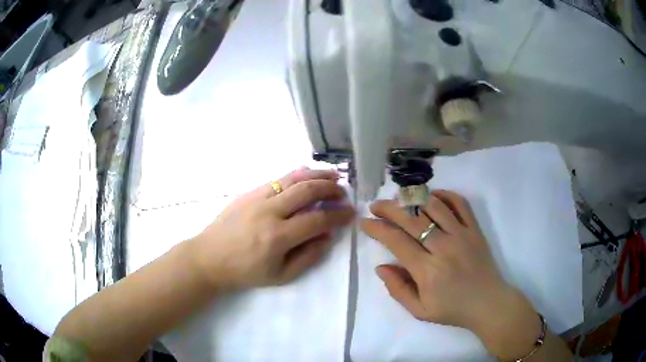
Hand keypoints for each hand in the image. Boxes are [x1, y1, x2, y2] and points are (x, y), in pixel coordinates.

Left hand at [190, 167, 354, 288]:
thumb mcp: (281, 276)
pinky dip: (296, 174)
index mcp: (278, 237)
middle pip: (307, 191)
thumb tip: (328, 236)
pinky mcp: (248, 192)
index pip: (317, 219)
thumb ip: (308, 256)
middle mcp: (269, 212)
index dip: (338, 215)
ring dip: (316, 174)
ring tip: (333, 174)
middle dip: (330, 188)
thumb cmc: (245, 272)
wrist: (209, 257)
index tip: (350, 212)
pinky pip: (276, 179)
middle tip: (343, 192)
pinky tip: (306, 173)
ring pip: (292, 178)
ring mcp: (257, 198)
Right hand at [361, 190, 541, 358]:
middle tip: (376, 205)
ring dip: (413, 198)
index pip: (396, 242)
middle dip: (389, 208)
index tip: (365, 223)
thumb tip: (380, 267)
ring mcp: (462, 235)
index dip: (377, 229)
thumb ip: (398, 289)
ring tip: (399, 197)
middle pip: (412, 219)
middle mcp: (444, 247)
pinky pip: (460, 204)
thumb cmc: (453, 309)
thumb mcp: (420, 311)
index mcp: (428, 271)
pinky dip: (444, 195)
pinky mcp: (475, 229)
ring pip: (434, 206)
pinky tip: (431, 196)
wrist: (488, 303)